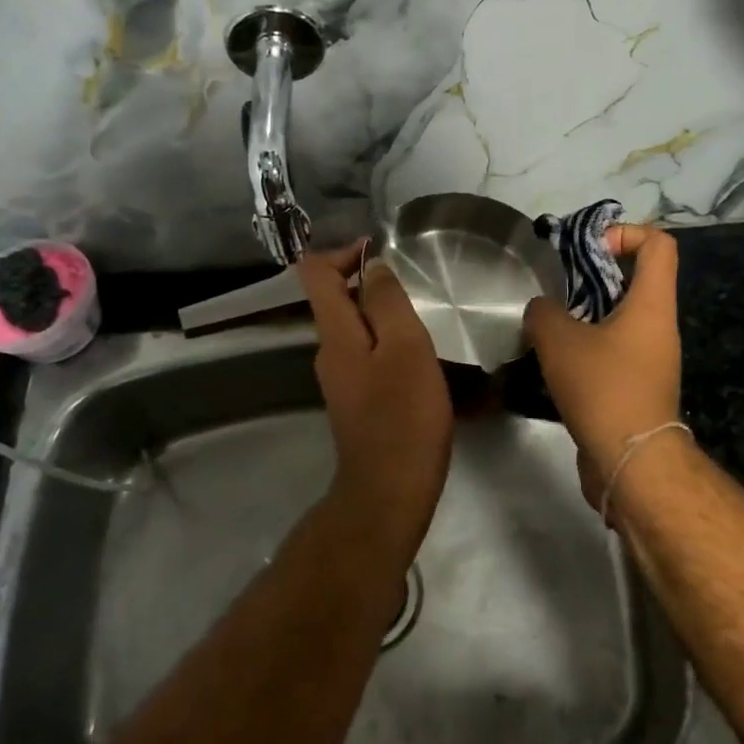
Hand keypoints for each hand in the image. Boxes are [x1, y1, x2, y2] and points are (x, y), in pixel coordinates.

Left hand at [297, 243, 453, 554]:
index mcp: (335, 333)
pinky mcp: (357, 402)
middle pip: (336, 300)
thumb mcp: (405, 347)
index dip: (342, 253)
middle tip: (417, 294)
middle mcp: (329, 351)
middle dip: (372, 286)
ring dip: (387, 321)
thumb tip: (371, 266)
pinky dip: (392, 349)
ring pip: (358, 331)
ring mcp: (341, 380)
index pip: (315, 273)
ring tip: (428, 330)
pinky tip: (425, 366)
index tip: (380, 251)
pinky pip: (370, 358)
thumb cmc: (403, 415)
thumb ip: (386, 301)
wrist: (389, 491)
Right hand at [523, 226, 683, 501]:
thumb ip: (544, 312)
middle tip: (557, 286)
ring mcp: (651, 359)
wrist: (631, 462)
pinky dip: (588, 345)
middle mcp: (659, 327)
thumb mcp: (560, 341)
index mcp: (652, 305)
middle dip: (595, 274)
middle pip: (636, 279)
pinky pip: (614, 349)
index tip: (588, 249)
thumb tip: (542, 310)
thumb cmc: (604, 388)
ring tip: (549, 324)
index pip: (659, 245)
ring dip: (586, 313)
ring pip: (621, 317)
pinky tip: (555, 360)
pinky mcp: (638, 386)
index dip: (626, 233)